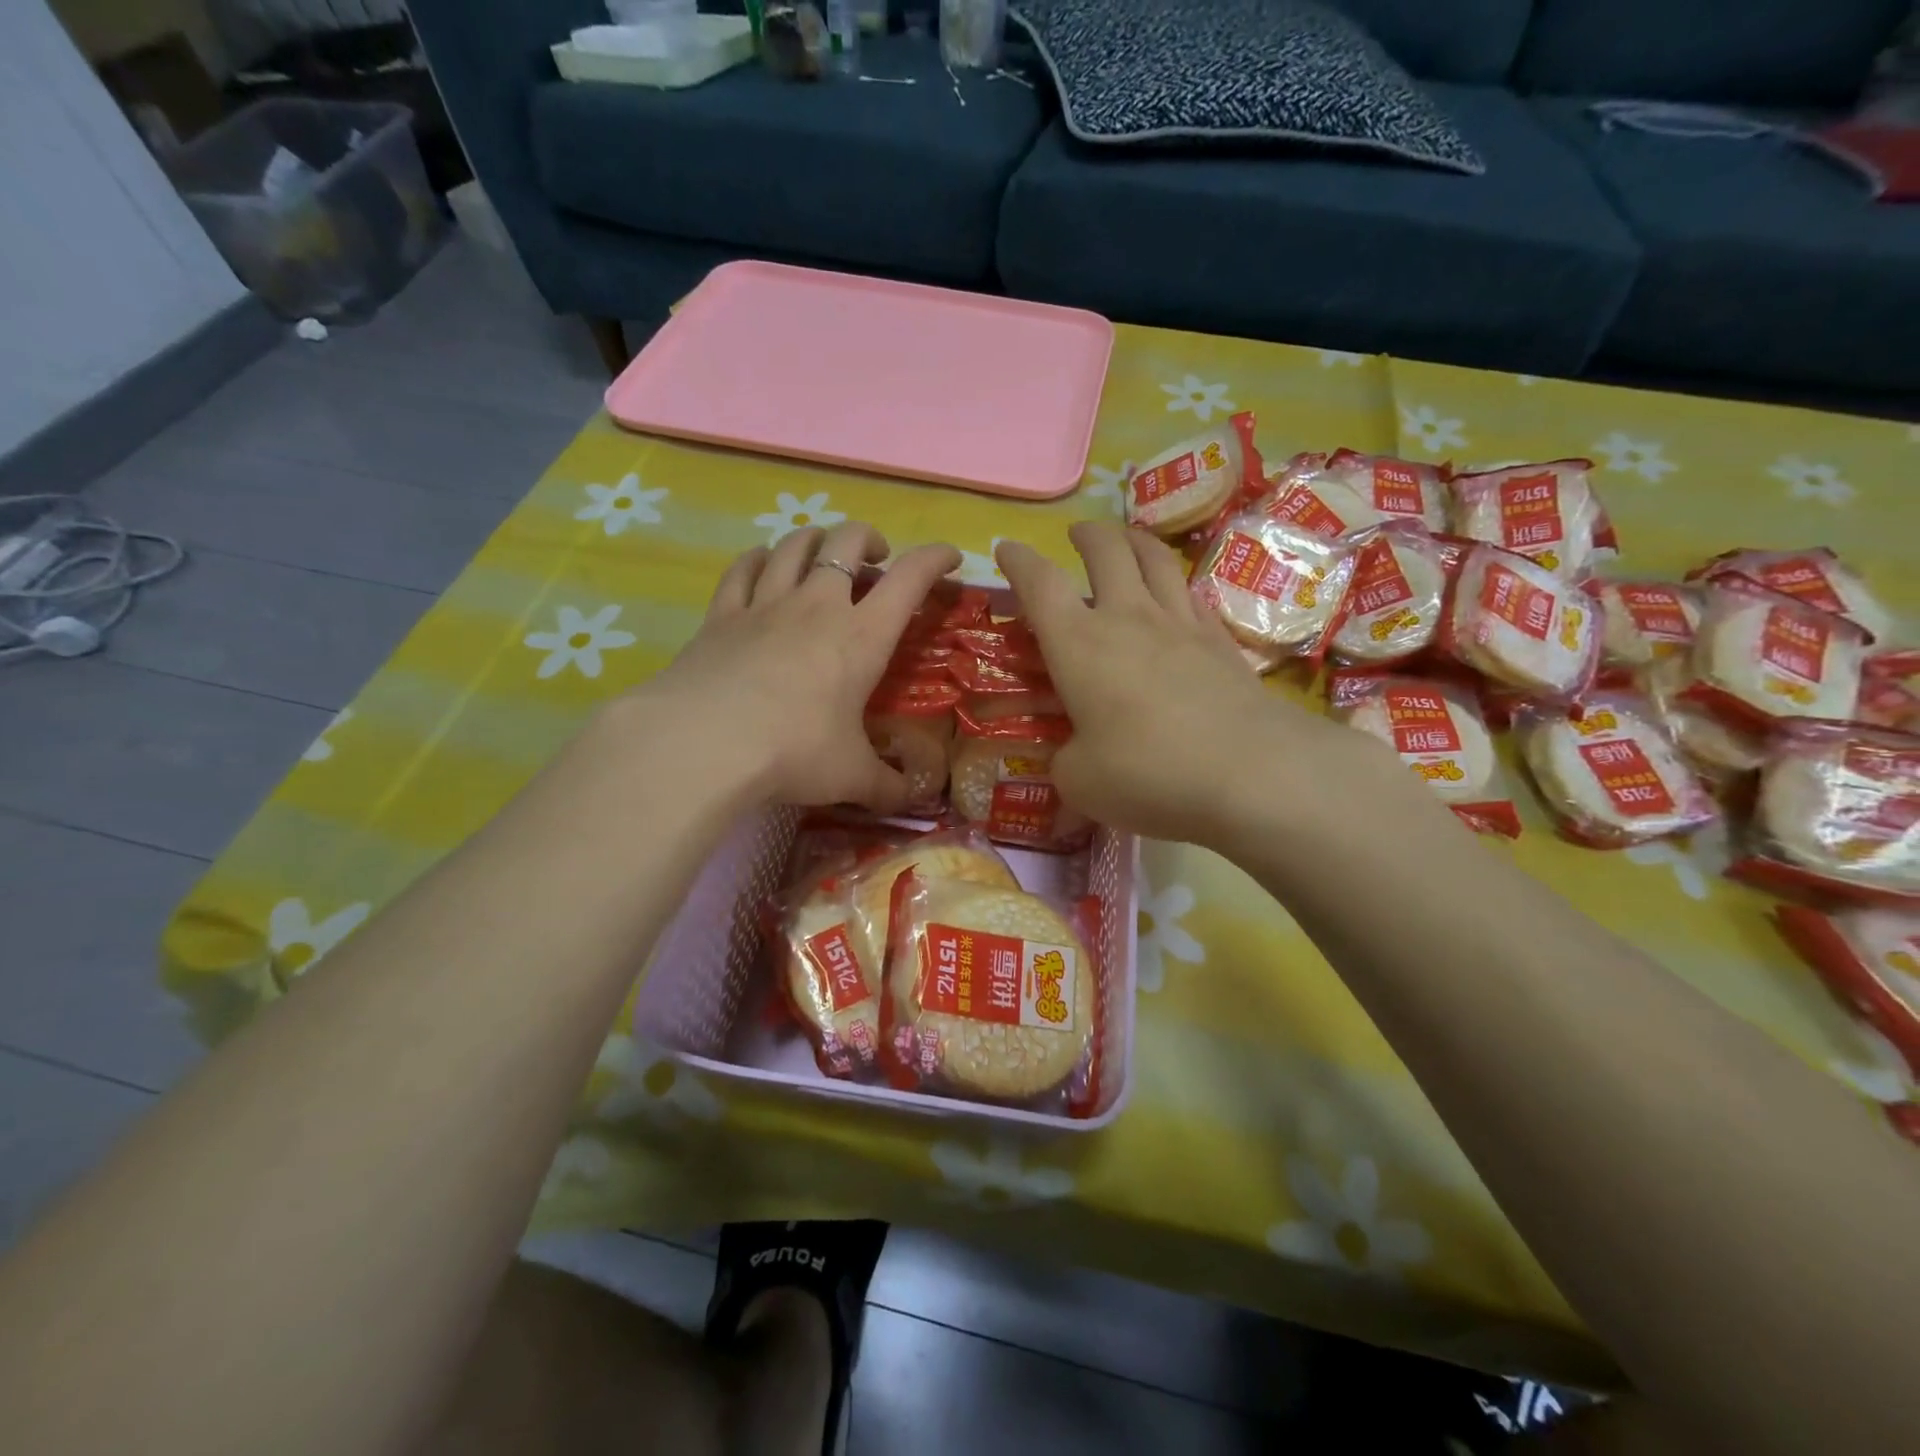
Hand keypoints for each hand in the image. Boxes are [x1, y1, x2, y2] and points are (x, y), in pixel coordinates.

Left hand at [639, 522, 960, 812]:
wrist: (703, 743)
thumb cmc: (794, 752)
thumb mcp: (851, 776)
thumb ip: (887, 786)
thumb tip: (913, 798)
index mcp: (862, 636)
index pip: (911, 578)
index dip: (936, 558)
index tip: (951, 557)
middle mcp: (817, 605)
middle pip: (848, 541)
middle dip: (870, 540)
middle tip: (877, 559)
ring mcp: (765, 604)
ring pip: (795, 544)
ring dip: (817, 538)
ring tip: (824, 551)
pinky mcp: (721, 614)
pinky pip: (744, 568)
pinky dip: (760, 558)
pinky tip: (763, 563)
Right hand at [995, 522, 1363, 845]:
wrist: (1251, 773)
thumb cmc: (1148, 773)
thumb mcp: (1079, 780)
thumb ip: (1065, 758)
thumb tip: (1073, 752)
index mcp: (1079, 644)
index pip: (1040, 584)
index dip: (1018, 561)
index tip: (1006, 547)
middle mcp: (1128, 618)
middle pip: (1106, 550)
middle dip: (1086, 534)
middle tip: (1076, 534)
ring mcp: (1180, 624)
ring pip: (1155, 558)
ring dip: (1134, 540)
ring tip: (1125, 539)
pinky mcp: (1221, 641)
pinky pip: (1191, 593)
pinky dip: (1174, 583)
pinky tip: (1175, 594)